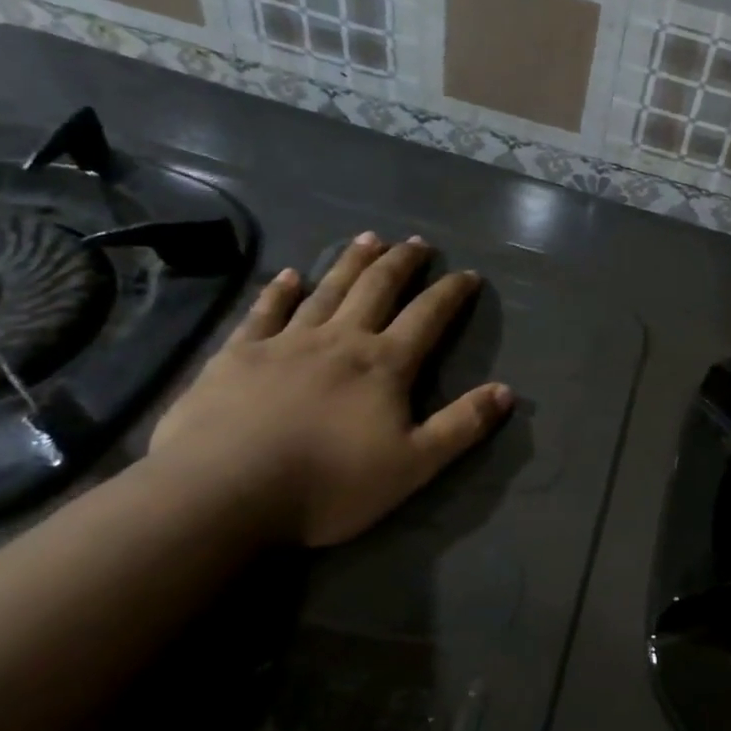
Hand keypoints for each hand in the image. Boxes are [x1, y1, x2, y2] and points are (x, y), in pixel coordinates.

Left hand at [149, 234, 513, 546]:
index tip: (468, 274)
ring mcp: (286, 342)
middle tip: (418, 242)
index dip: (451, 293)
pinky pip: (265, 311)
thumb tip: (506, 391)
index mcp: (384, 364)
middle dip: (402, 263)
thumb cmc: (327, 484)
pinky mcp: (239, 354)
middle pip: (377, 289)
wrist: (223, 492)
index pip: (428, 316)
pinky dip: (281, 290)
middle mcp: (340, 339)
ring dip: (352, 263)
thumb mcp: (413, 465)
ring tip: (370, 238)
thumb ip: (462, 426)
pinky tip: (290, 274)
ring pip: (328, 290)